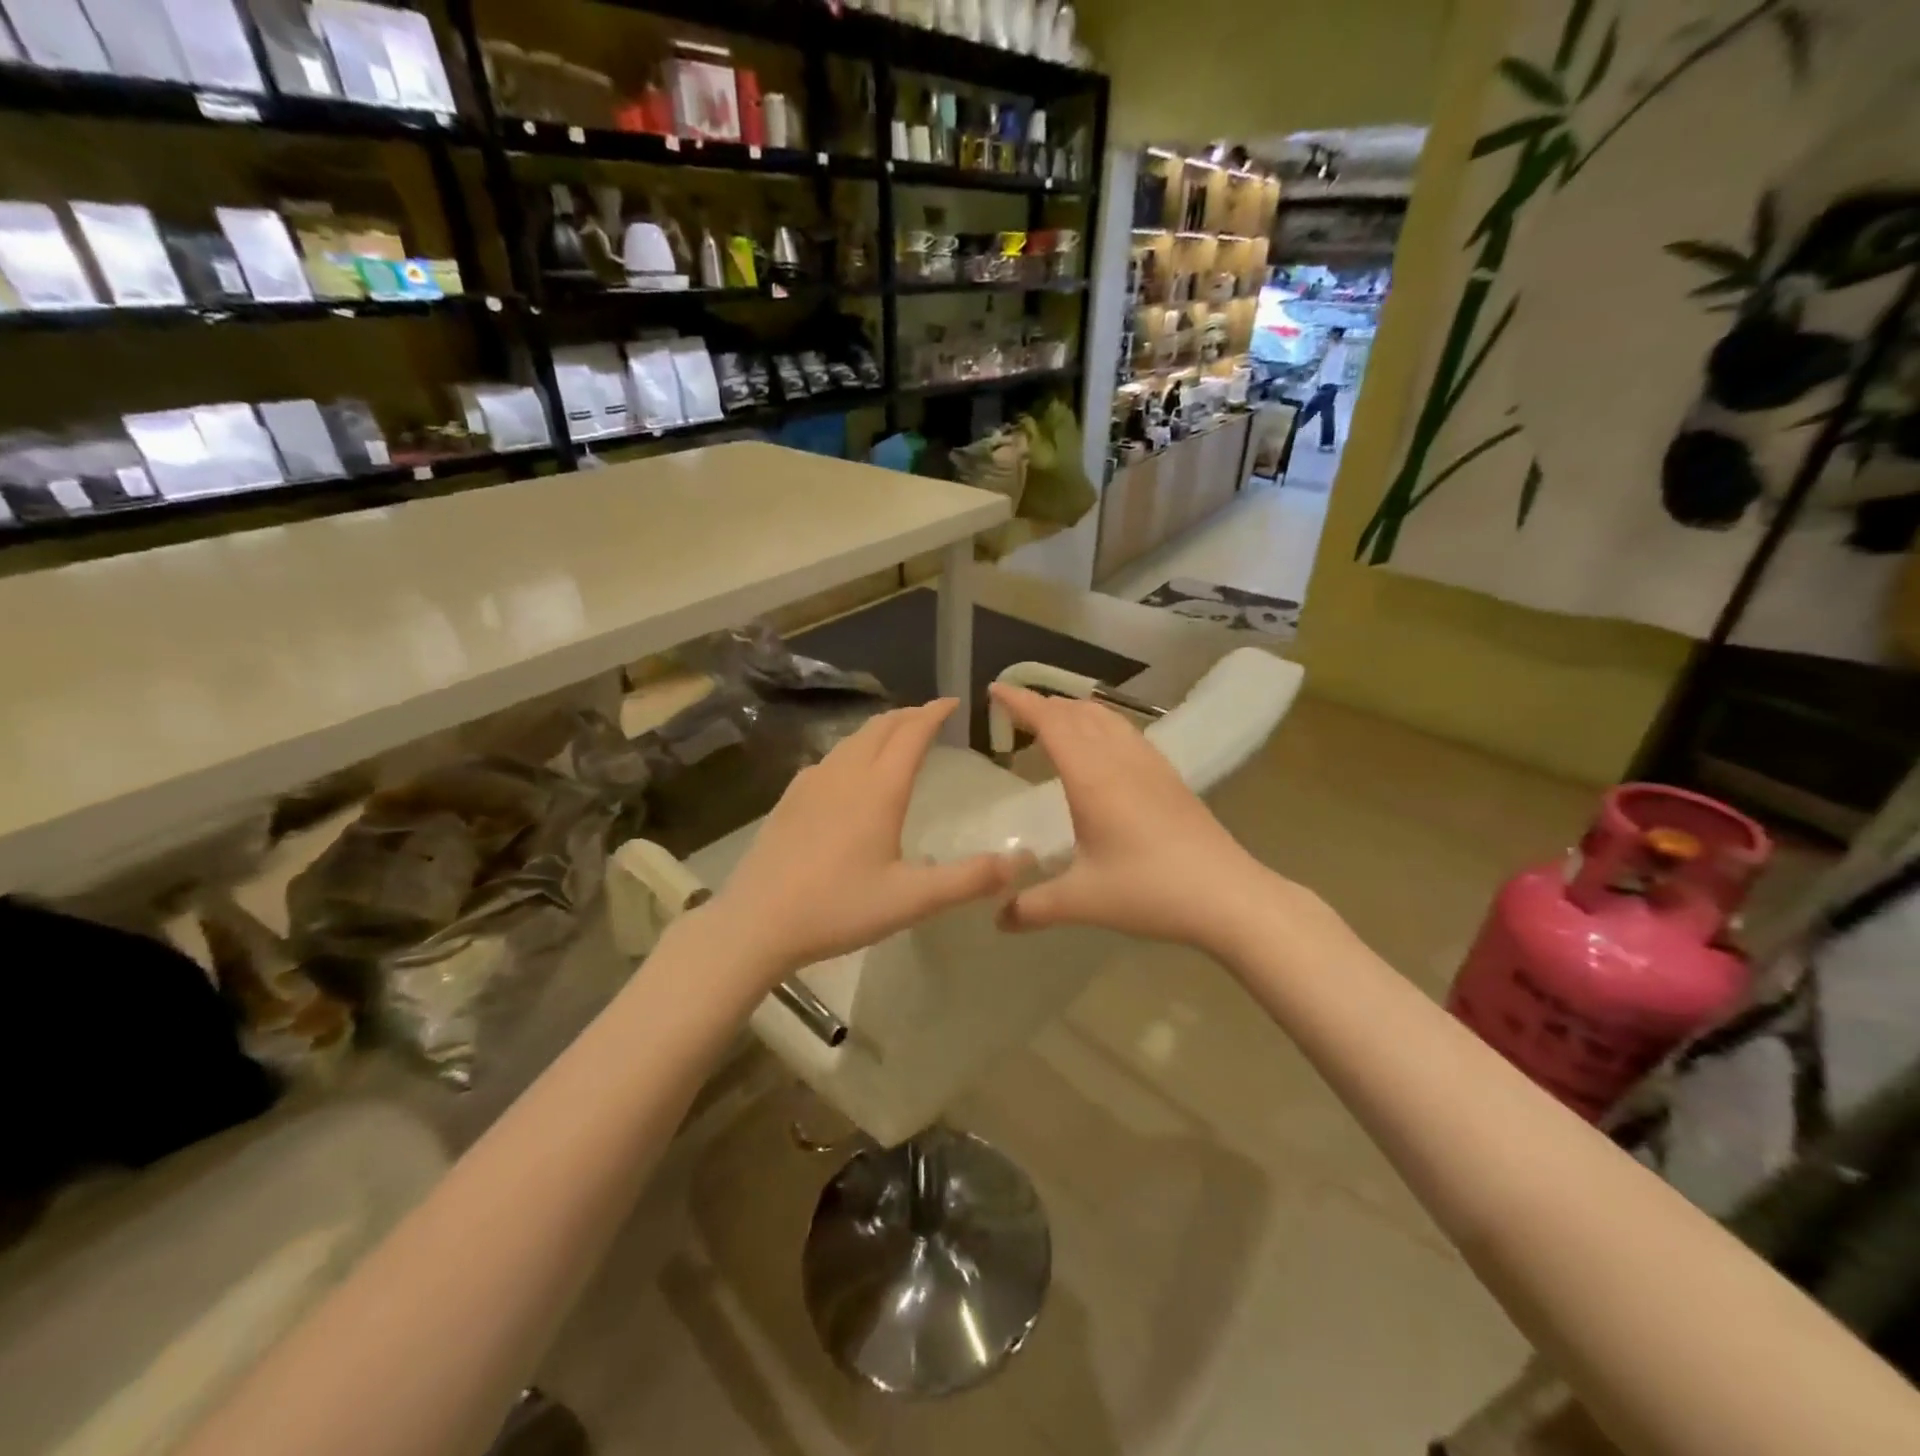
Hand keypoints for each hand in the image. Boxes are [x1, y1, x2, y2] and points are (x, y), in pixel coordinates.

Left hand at [711, 699, 1019, 978]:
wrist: (756, 922)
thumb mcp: (912, 899)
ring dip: (880, 730)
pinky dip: (853, 750)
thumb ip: (968, 879)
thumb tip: (1021, 861)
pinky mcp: (789, 798)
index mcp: (879, 790)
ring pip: (852, 740)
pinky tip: (849, 772)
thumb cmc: (838, 908)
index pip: (912, 734)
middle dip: (908, 715)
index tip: (952, 702)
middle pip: (880, 727)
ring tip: (896, 737)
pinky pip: (829, 758)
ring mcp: (811, 782)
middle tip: (929, 717)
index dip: (934, 713)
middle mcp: (845, 774)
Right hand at [989, 684, 1275, 949]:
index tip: (995, 689)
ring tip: (1054, 718)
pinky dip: (1102, 723)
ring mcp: (1150, 765)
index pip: (1051, 723)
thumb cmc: (1149, 891)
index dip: (1021, 702)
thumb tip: (998, 921)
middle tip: (1016, 709)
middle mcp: (1120, 760)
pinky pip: (1127, 732)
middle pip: (1077, 713)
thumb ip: (1034, 908)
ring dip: (1075, 710)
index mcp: (1092, 779)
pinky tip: (1103, 745)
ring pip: (1107, 718)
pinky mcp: (1170, 777)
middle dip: (1043, 703)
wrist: (1228, 895)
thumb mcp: (1083, 902)